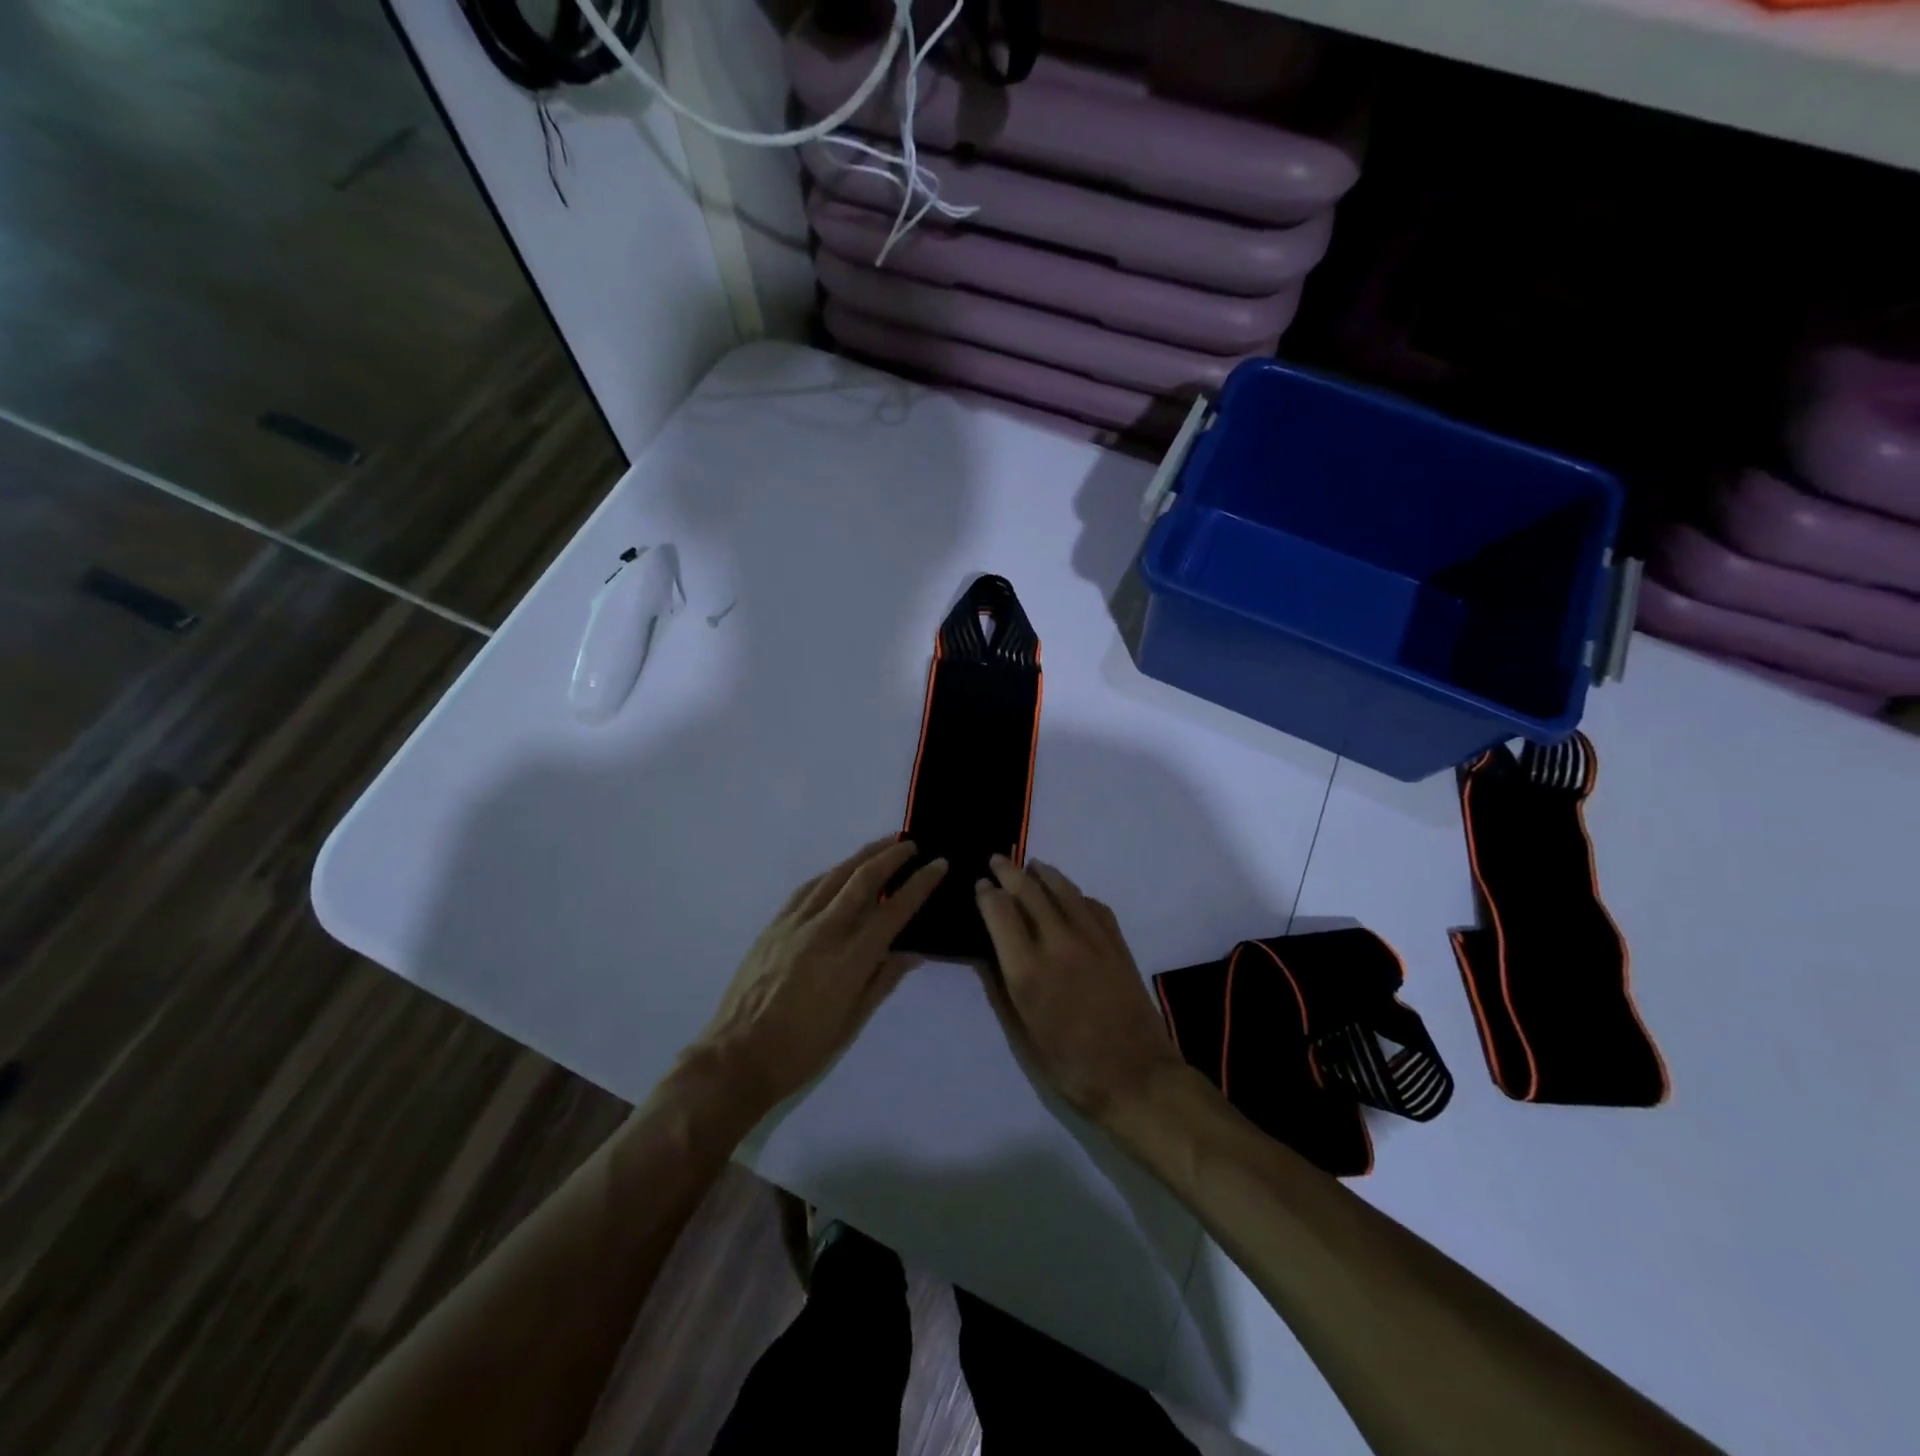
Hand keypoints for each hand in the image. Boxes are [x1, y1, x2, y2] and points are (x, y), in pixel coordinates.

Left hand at [698, 838, 946, 1112]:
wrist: (737, 1057)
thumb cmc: (802, 1050)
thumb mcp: (852, 1023)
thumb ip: (883, 981)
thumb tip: (913, 952)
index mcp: (849, 960)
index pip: (893, 911)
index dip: (919, 884)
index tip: (938, 864)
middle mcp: (823, 932)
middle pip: (862, 881)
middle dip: (891, 856)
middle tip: (912, 843)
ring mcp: (794, 925)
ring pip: (834, 877)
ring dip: (861, 856)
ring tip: (883, 845)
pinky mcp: (773, 926)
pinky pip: (807, 889)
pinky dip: (830, 874)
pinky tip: (839, 871)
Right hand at [974, 856, 1184, 1122]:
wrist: (1136, 1076)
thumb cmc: (1070, 1066)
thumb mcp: (1022, 1034)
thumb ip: (1002, 987)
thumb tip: (988, 953)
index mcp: (1027, 969)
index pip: (999, 912)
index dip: (986, 894)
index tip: (980, 886)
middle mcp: (1057, 943)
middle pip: (1029, 890)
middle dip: (1008, 871)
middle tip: (997, 860)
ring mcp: (1092, 938)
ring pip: (1063, 889)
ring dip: (1043, 873)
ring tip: (1031, 865)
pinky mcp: (1117, 942)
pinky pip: (1092, 904)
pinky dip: (1075, 893)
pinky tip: (1069, 895)